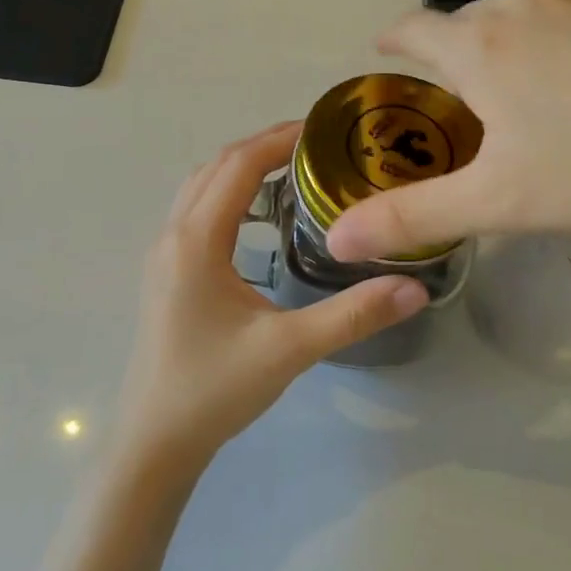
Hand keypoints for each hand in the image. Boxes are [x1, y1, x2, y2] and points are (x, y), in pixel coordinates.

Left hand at [114, 123, 428, 479]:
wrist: (155, 441)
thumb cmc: (214, 390)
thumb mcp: (289, 350)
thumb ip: (352, 315)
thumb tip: (416, 288)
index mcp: (196, 241)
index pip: (238, 166)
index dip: (280, 139)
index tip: (325, 129)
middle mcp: (173, 235)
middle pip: (217, 166)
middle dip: (264, 146)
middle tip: (320, 146)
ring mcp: (163, 253)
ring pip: (201, 186)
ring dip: (242, 167)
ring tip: (294, 170)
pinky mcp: (165, 272)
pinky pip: (196, 210)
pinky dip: (228, 192)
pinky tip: (260, 218)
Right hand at [326, 0, 570, 262]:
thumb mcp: (498, 205)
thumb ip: (410, 218)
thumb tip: (336, 240)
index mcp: (479, 45)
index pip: (412, 29)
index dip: (393, 42)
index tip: (387, 56)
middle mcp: (521, 1)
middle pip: (468, 23)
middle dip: (459, 57)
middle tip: (475, 107)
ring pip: (523, 13)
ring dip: (514, 44)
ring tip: (541, 93)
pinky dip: (566, 32)